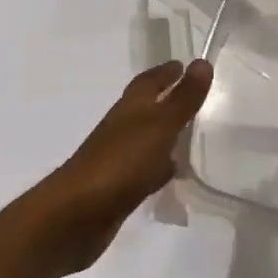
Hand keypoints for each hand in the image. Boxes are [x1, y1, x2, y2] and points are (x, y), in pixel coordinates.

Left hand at [32, 59, 211, 271]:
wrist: (76, 215)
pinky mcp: (118, 188)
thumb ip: (183, 98)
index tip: (184, 65)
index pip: (149, 81)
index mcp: (130, 108)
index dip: (166, 72)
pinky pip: (145, 170)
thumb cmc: (121, 161)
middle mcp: (122, 128)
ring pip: (146, 139)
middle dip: (166, 101)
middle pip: (145, 108)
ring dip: (165, 135)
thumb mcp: (160, 125)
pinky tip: (173, 174)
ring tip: (191, 134)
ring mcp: (118, 159)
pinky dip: (159, 167)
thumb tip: (202, 62)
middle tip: (193, 97)